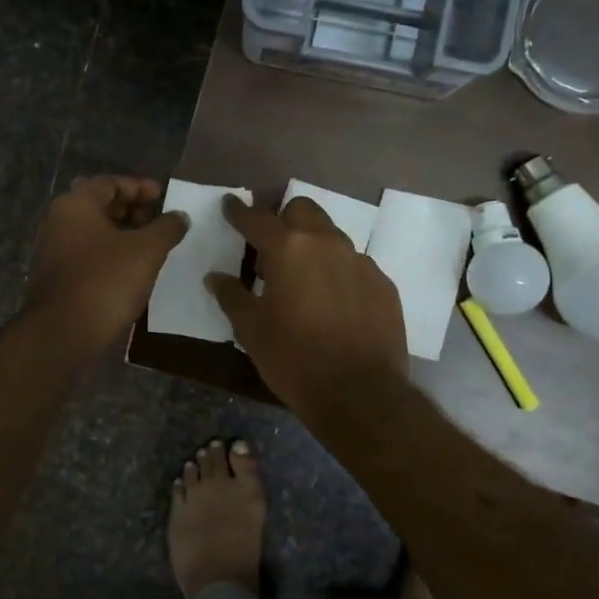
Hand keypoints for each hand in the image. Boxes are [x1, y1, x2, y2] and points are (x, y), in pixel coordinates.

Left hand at [26, 176, 188, 352]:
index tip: (163, 197)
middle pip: (99, 205)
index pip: (110, 182)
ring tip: (149, 247)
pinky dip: (109, 253)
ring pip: (93, 231)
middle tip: (157, 221)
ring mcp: (53, 250)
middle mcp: (59, 221)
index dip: (139, 187)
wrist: (63, 332)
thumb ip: (167, 228)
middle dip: (131, 210)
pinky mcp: (56, 276)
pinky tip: (130, 269)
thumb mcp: (147, 250)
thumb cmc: (106, 281)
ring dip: (122, 233)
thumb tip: (180, 216)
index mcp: (76, 204)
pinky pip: (87, 253)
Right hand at [206, 194, 407, 416]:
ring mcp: (360, 262)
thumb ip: (231, 296)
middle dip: (283, 220)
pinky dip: (337, 273)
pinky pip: (354, 266)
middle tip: (270, 249)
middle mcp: (326, 243)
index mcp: (288, 248)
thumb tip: (215, 277)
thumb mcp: (251, 330)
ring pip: (331, 236)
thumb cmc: (294, 358)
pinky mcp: (383, 284)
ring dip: (312, 246)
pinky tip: (333, 303)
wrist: (360, 393)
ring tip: (302, 279)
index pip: (257, 218)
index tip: (229, 205)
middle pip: (302, 210)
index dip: (239, 211)